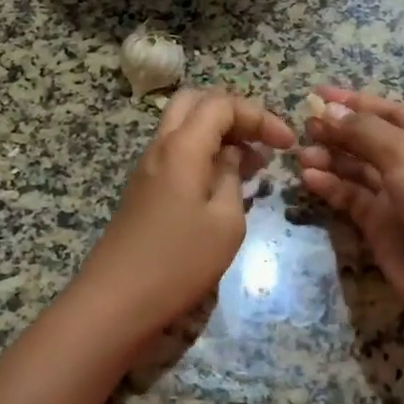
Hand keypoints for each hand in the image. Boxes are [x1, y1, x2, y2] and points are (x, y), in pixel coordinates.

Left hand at [75, 89, 296, 340]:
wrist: (115, 301)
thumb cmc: (178, 262)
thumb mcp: (224, 222)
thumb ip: (231, 178)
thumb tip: (231, 156)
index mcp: (182, 146)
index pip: (222, 104)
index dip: (259, 115)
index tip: (287, 144)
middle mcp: (160, 145)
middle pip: (196, 102)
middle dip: (234, 113)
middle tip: (262, 141)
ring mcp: (147, 166)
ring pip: (183, 126)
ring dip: (218, 133)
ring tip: (252, 165)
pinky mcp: (143, 187)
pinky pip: (176, 151)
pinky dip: (203, 153)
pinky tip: (224, 184)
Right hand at [297, 86, 403, 331]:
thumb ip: (363, 130)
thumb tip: (328, 110)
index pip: (389, 111)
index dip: (353, 102)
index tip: (316, 93)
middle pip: (370, 139)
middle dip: (338, 131)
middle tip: (304, 126)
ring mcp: (399, 194)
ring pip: (357, 168)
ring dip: (330, 158)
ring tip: (301, 153)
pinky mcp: (381, 224)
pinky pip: (351, 196)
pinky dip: (331, 185)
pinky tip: (309, 177)